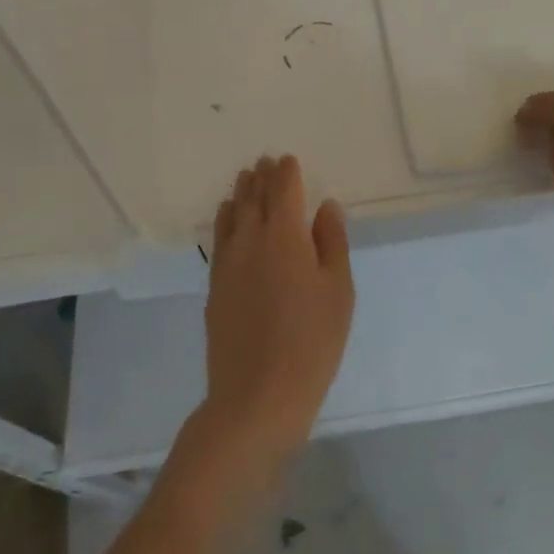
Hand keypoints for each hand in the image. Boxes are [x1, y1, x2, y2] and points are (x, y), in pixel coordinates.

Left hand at [194, 155, 354, 484]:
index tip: (287, 159)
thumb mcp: (338, 290)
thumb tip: (325, 206)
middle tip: (263, 161)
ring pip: (232, 216)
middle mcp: (251, 241)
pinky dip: (224, 220)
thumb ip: (331, 242)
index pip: (283, 192)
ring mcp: (228, 264)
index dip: (287, 173)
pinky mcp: (215, 286)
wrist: (258, 393)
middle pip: (254, 200)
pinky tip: (227, 218)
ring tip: (244, 179)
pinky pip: (220, 239)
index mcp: (285, 237)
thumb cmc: (312, 341)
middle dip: (261, 178)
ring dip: (240, 194)